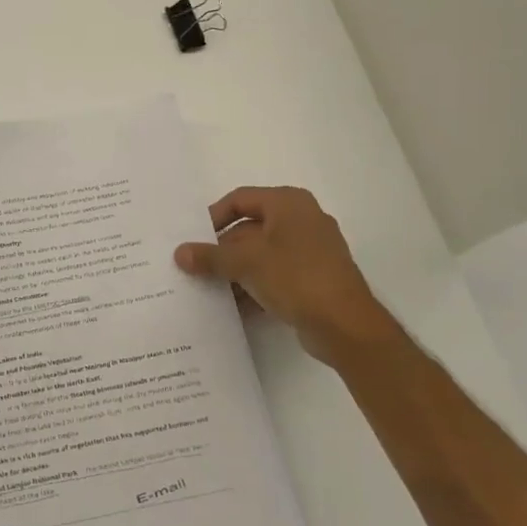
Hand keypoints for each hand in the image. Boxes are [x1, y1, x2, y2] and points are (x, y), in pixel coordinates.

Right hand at [174, 186, 405, 355]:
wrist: (346, 326)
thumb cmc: (296, 277)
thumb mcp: (246, 263)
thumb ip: (211, 257)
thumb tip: (180, 253)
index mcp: (288, 203)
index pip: (240, 200)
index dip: (213, 217)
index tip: (193, 239)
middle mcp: (301, 220)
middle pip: (249, 228)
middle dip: (222, 249)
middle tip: (195, 267)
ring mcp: (310, 251)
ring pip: (261, 254)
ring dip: (235, 270)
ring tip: (208, 288)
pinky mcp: (313, 279)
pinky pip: (275, 275)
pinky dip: (254, 286)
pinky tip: (233, 306)